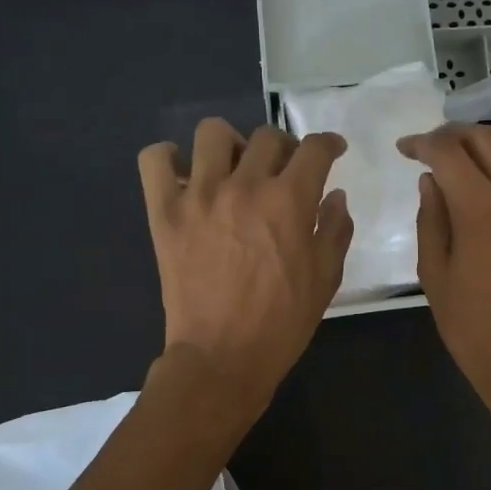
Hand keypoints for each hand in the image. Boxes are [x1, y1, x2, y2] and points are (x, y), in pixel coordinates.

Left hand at [138, 119, 352, 418]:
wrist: (222, 356)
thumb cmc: (282, 322)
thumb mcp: (326, 278)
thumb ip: (335, 229)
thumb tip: (334, 196)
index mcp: (289, 201)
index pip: (315, 149)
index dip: (329, 144)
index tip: (332, 151)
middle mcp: (244, 186)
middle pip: (267, 136)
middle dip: (285, 148)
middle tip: (284, 172)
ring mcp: (199, 196)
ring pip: (212, 133)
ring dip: (230, 144)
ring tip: (233, 169)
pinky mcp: (164, 212)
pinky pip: (155, 159)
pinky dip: (168, 159)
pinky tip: (185, 177)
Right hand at [398, 124, 490, 427]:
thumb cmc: (473, 327)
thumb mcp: (435, 275)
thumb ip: (431, 220)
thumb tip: (431, 181)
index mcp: (479, 209)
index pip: (447, 152)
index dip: (422, 143)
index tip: (407, 149)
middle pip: (489, 139)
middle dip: (457, 135)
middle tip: (440, 150)